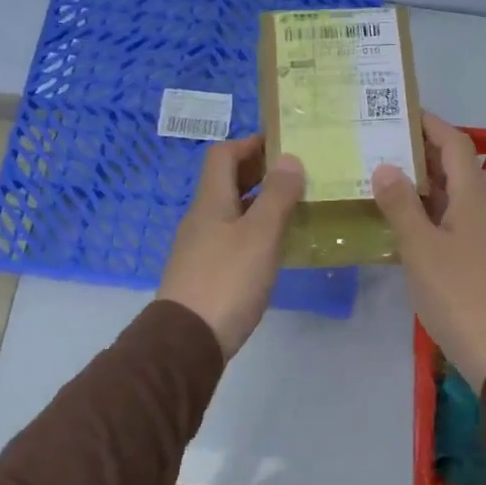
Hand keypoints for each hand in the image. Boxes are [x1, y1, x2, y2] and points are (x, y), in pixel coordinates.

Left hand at [158, 135, 304, 359]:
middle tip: (297, 176)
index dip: (250, 143)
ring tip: (294, 209)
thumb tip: (289, 158)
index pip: (223, 154)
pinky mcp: (205, 273)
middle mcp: (201, 218)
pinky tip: (274, 247)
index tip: (283, 144)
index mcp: (210, 201)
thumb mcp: (260, 235)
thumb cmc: (227, 280)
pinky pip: (231, 238)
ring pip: (231, 211)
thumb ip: (277, 196)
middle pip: (226, 182)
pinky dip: (253, 232)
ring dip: (259, 204)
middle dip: (259, 173)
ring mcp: (200, 247)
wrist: (188, 340)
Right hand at [371, 112, 485, 388]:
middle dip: (422, 154)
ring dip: (427, 187)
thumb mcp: (421, 247)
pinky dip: (435, 214)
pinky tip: (409, 229)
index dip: (430, 124)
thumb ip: (401, 205)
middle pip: (457, 168)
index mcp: (476, 196)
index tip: (400, 112)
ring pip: (458, 197)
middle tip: (382, 148)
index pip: (455, 143)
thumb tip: (385, 166)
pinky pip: (460, 222)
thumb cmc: (459, 293)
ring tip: (388, 184)